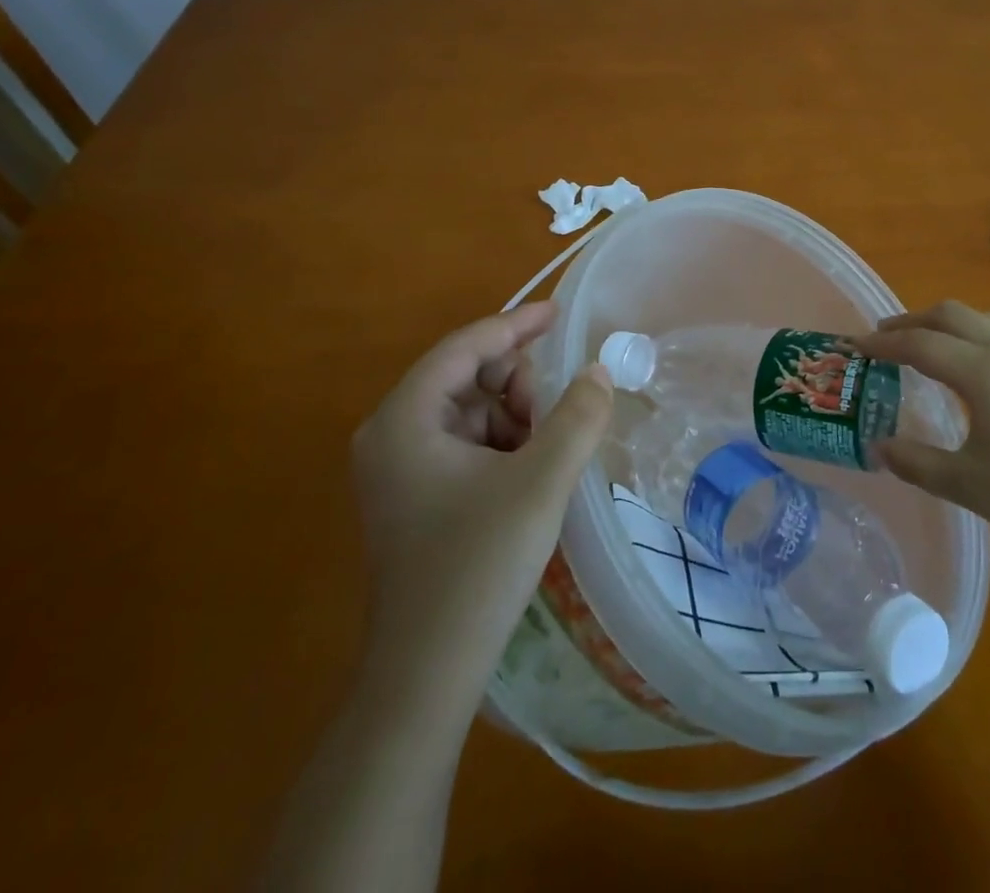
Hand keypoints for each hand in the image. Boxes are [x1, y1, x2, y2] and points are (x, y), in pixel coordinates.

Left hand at [351, 301, 612, 686]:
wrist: (426, 675)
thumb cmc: (477, 565)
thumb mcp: (541, 481)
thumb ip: (577, 416)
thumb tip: (599, 371)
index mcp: (404, 419)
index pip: (464, 347)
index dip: (515, 325)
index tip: (559, 313)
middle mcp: (390, 434)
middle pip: (466, 377)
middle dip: (518, 385)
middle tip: (558, 412)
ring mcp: (397, 469)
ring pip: (470, 412)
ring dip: (515, 418)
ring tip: (547, 453)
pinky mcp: (412, 497)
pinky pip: (465, 445)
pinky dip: (502, 446)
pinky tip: (529, 476)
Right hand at [858, 301, 989, 579]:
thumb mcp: (967, 484)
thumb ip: (916, 462)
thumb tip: (879, 447)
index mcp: (983, 371)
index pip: (920, 344)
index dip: (882, 343)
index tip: (854, 345)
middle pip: (952, 315)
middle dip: (912, 321)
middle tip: (884, 338)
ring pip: (983, 321)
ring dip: (946, 325)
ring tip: (925, 347)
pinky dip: (974, 338)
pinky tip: (974, 373)